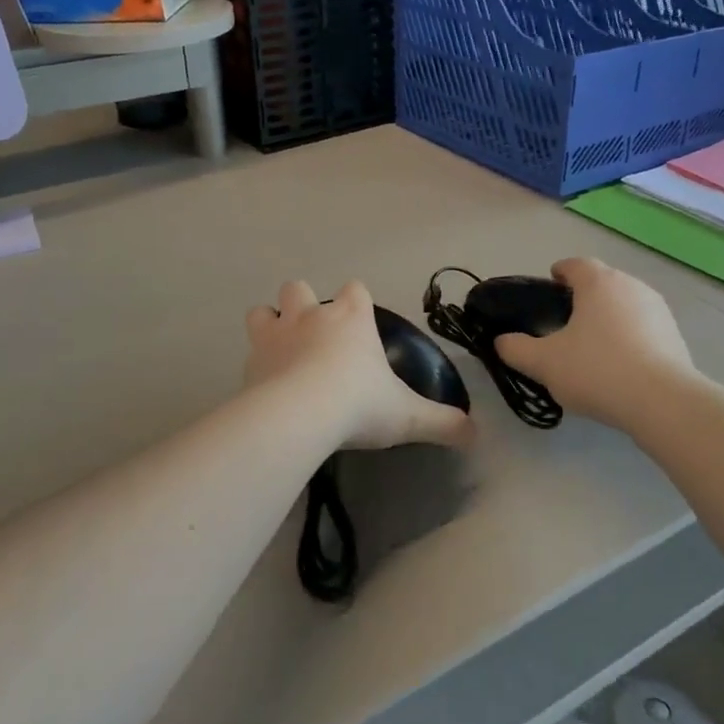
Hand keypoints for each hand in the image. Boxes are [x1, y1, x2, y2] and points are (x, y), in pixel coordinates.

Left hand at [246, 281, 473, 451]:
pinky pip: (248, 353)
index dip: (357, 301)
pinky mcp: (250, 362)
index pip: (355, 290)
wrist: (301, 415)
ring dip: (269, 324)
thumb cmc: (359, 404)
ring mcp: (275, 335)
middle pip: (299, 288)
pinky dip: (256, 364)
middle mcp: (310, 316)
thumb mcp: (408, 417)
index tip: (361, 322)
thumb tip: (475, 436)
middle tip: (314, 336)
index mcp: (351, 318)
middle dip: (303, 304)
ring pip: (262, 311)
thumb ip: (442, 423)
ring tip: (280, 350)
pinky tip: (265, 386)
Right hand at [494, 259, 698, 428]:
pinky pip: (644, 327)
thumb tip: (501, 341)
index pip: (575, 265)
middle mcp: (631, 285)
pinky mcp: (675, 335)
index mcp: (598, 282)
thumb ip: (516, 350)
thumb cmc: (597, 370)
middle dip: (584, 296)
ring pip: (625, 304)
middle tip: (565, 321)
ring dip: (609, 316)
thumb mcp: (544, 363)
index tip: (549, 287)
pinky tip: (620, 364)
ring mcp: (658, 309)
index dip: (559, 273)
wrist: (663, 402)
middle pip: (602, 282)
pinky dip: (629, 336)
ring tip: (593, 345)